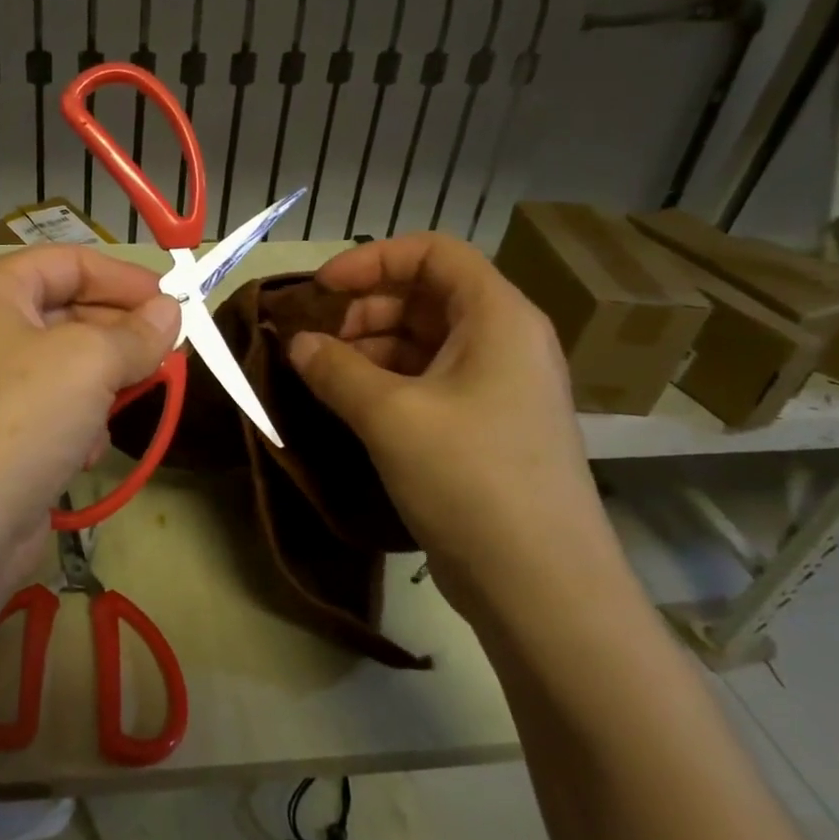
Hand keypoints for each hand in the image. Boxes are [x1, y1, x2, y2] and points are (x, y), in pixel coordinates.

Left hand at [0, 247, 179, 581]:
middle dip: (121, 335)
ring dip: (104, 385)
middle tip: (169, 355)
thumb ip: (138, 332)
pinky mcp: (3, 433)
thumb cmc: (24, 417)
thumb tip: (171, 311)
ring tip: (124, 404)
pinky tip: (85, 451)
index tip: (174, 302)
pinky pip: (56, 408)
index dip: (124, 278)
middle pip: (70, 312)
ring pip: (70, 365)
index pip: (69, 262)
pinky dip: (80, 423)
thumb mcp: (91, 361)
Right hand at [286, 235, 626, 612]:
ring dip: (369, 349)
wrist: (542, 586)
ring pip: (424, 342)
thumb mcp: (391, 416)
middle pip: (426, 296)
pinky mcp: (485, 428)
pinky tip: (349, 405)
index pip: (434, 253)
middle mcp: (504, 342)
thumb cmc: (471, 478)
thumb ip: (335, 369)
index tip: (321, 288)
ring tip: (322, 376)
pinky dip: (386, 383)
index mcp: (498, 318)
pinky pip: (429, 383)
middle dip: (364, 309)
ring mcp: (497, 388)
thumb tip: (297, 344)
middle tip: (315, 341)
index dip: (373, 260)